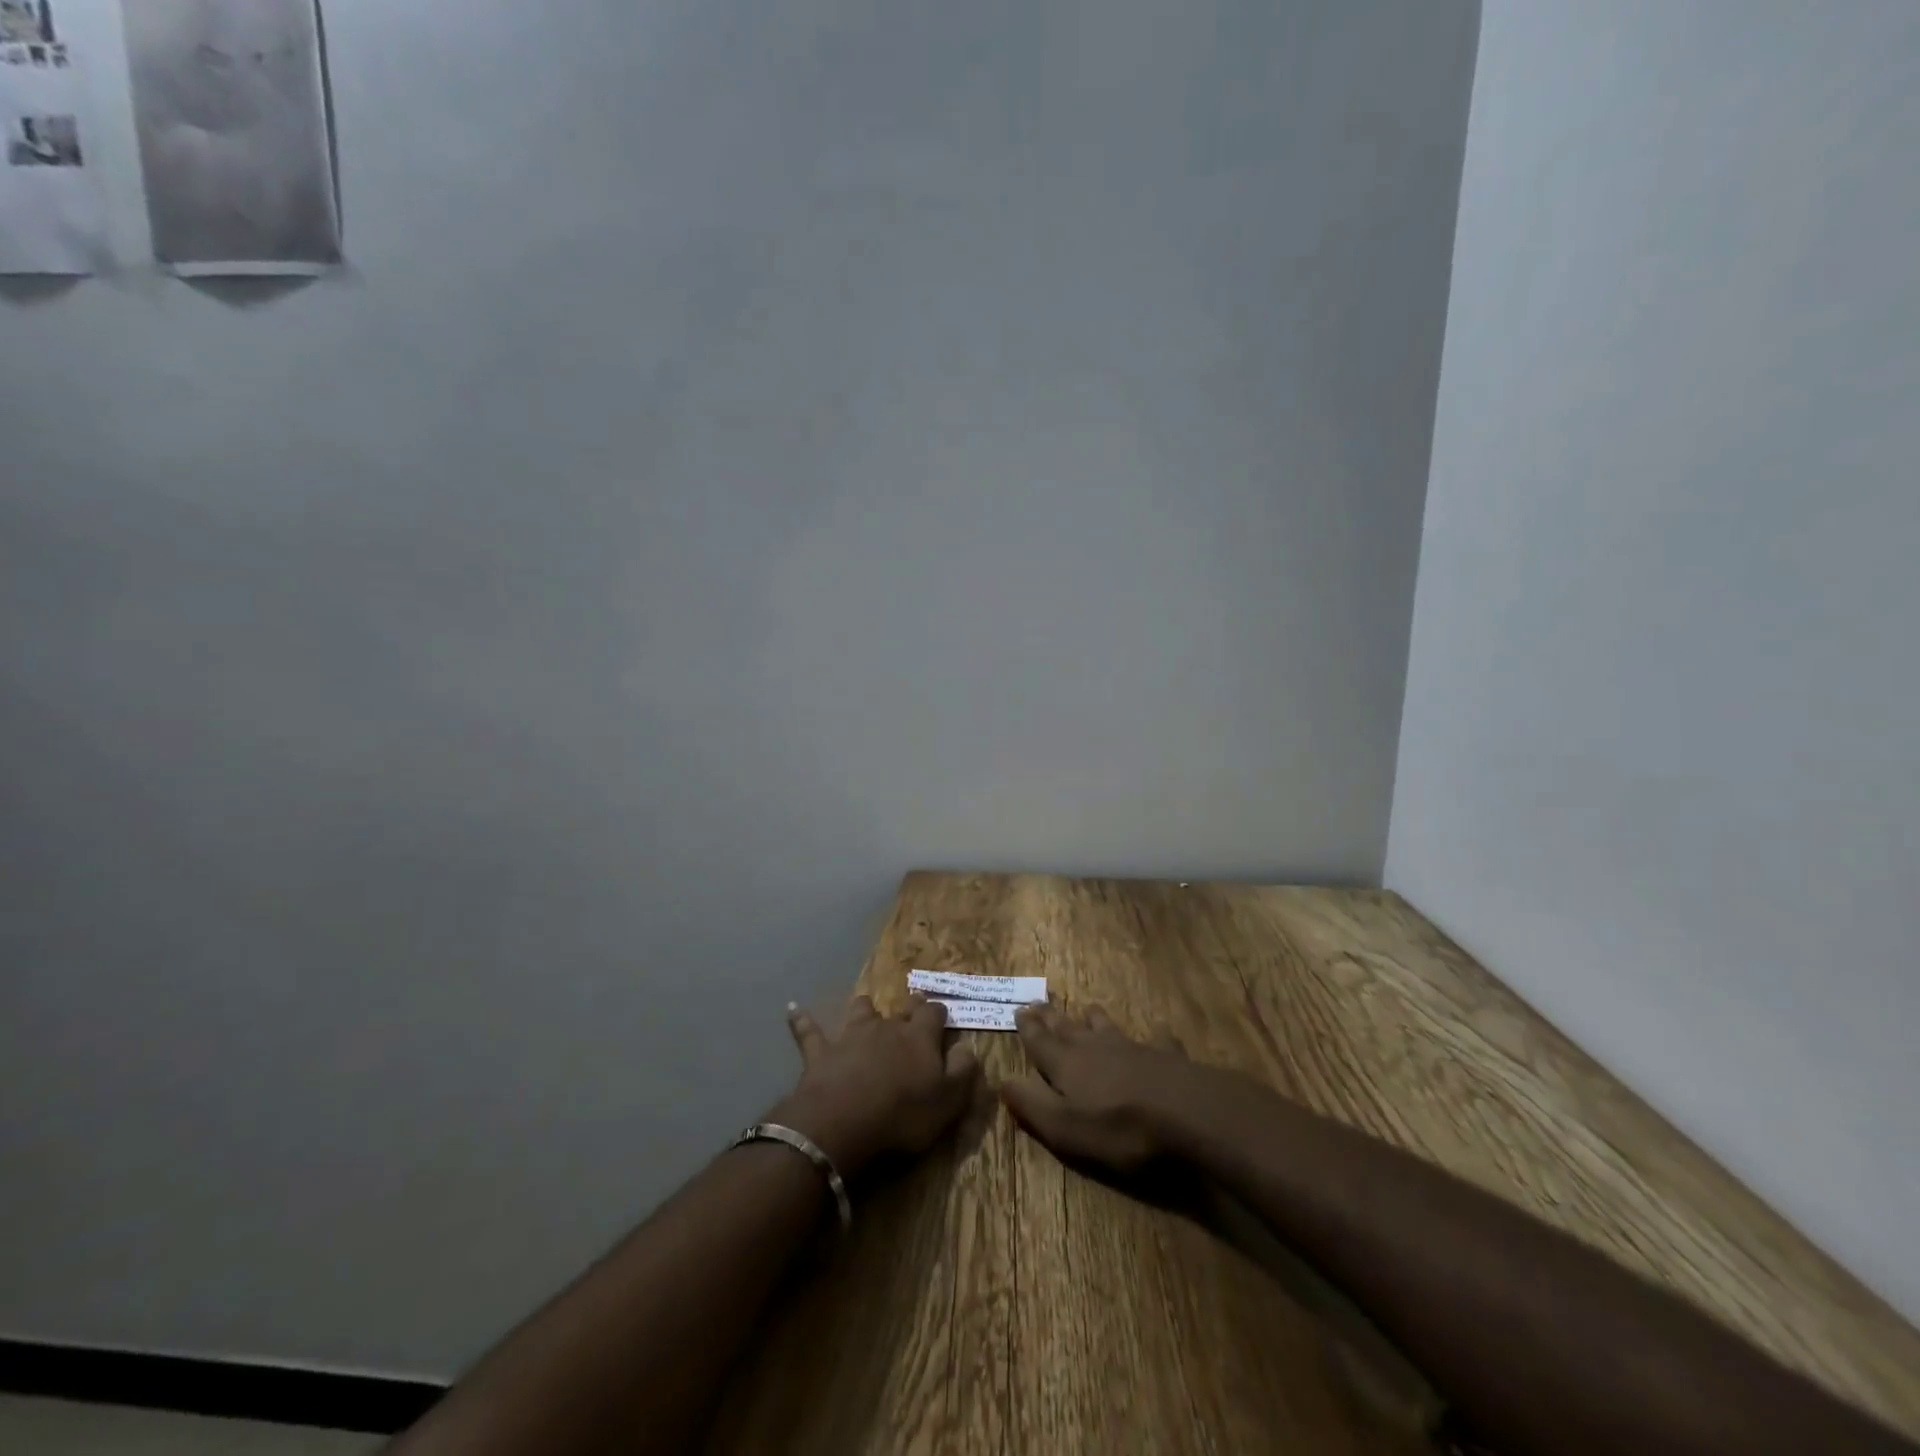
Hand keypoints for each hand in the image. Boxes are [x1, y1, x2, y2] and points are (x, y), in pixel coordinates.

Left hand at [771, 994, 979, 1177]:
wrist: (843, 1122)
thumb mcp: (948, 1100)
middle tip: (911, 1011)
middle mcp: (887, 1027)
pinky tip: (792, 1008)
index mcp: (920, 1037)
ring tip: (865, 1008)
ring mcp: (851, 1036)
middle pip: (900, 1010)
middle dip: (908, 1008)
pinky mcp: (820, 1052)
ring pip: (860, 1011)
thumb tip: (966, 1047)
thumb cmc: (903, 1114)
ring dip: (864, 1009)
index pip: (934, 1013)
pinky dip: (801, 1019)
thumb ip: (963, 1071)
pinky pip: (809, 1031)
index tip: (942, 1017)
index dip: (939, 1013)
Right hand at [1000, 1004, 1207, 1172]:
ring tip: (1087, 1009)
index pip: (1040, 1041)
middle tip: (1040, 1002)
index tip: (1019, 1009)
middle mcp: (1095, 1047)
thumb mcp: (1065, 1127)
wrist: (1185, 1112)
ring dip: (1094, 1018)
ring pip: (1106, 1026)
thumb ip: (1032, 1105)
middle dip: (1052, 1017)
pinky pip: (1156, 1040)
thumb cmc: (1118, 1127)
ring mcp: (1132, 1047)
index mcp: (1066, 1064)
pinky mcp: (1165, 1055)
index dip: (1028, 1028)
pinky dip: (1154, 1035)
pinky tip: (1159, 1031)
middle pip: (1068, 1028)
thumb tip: (1002, 1080)